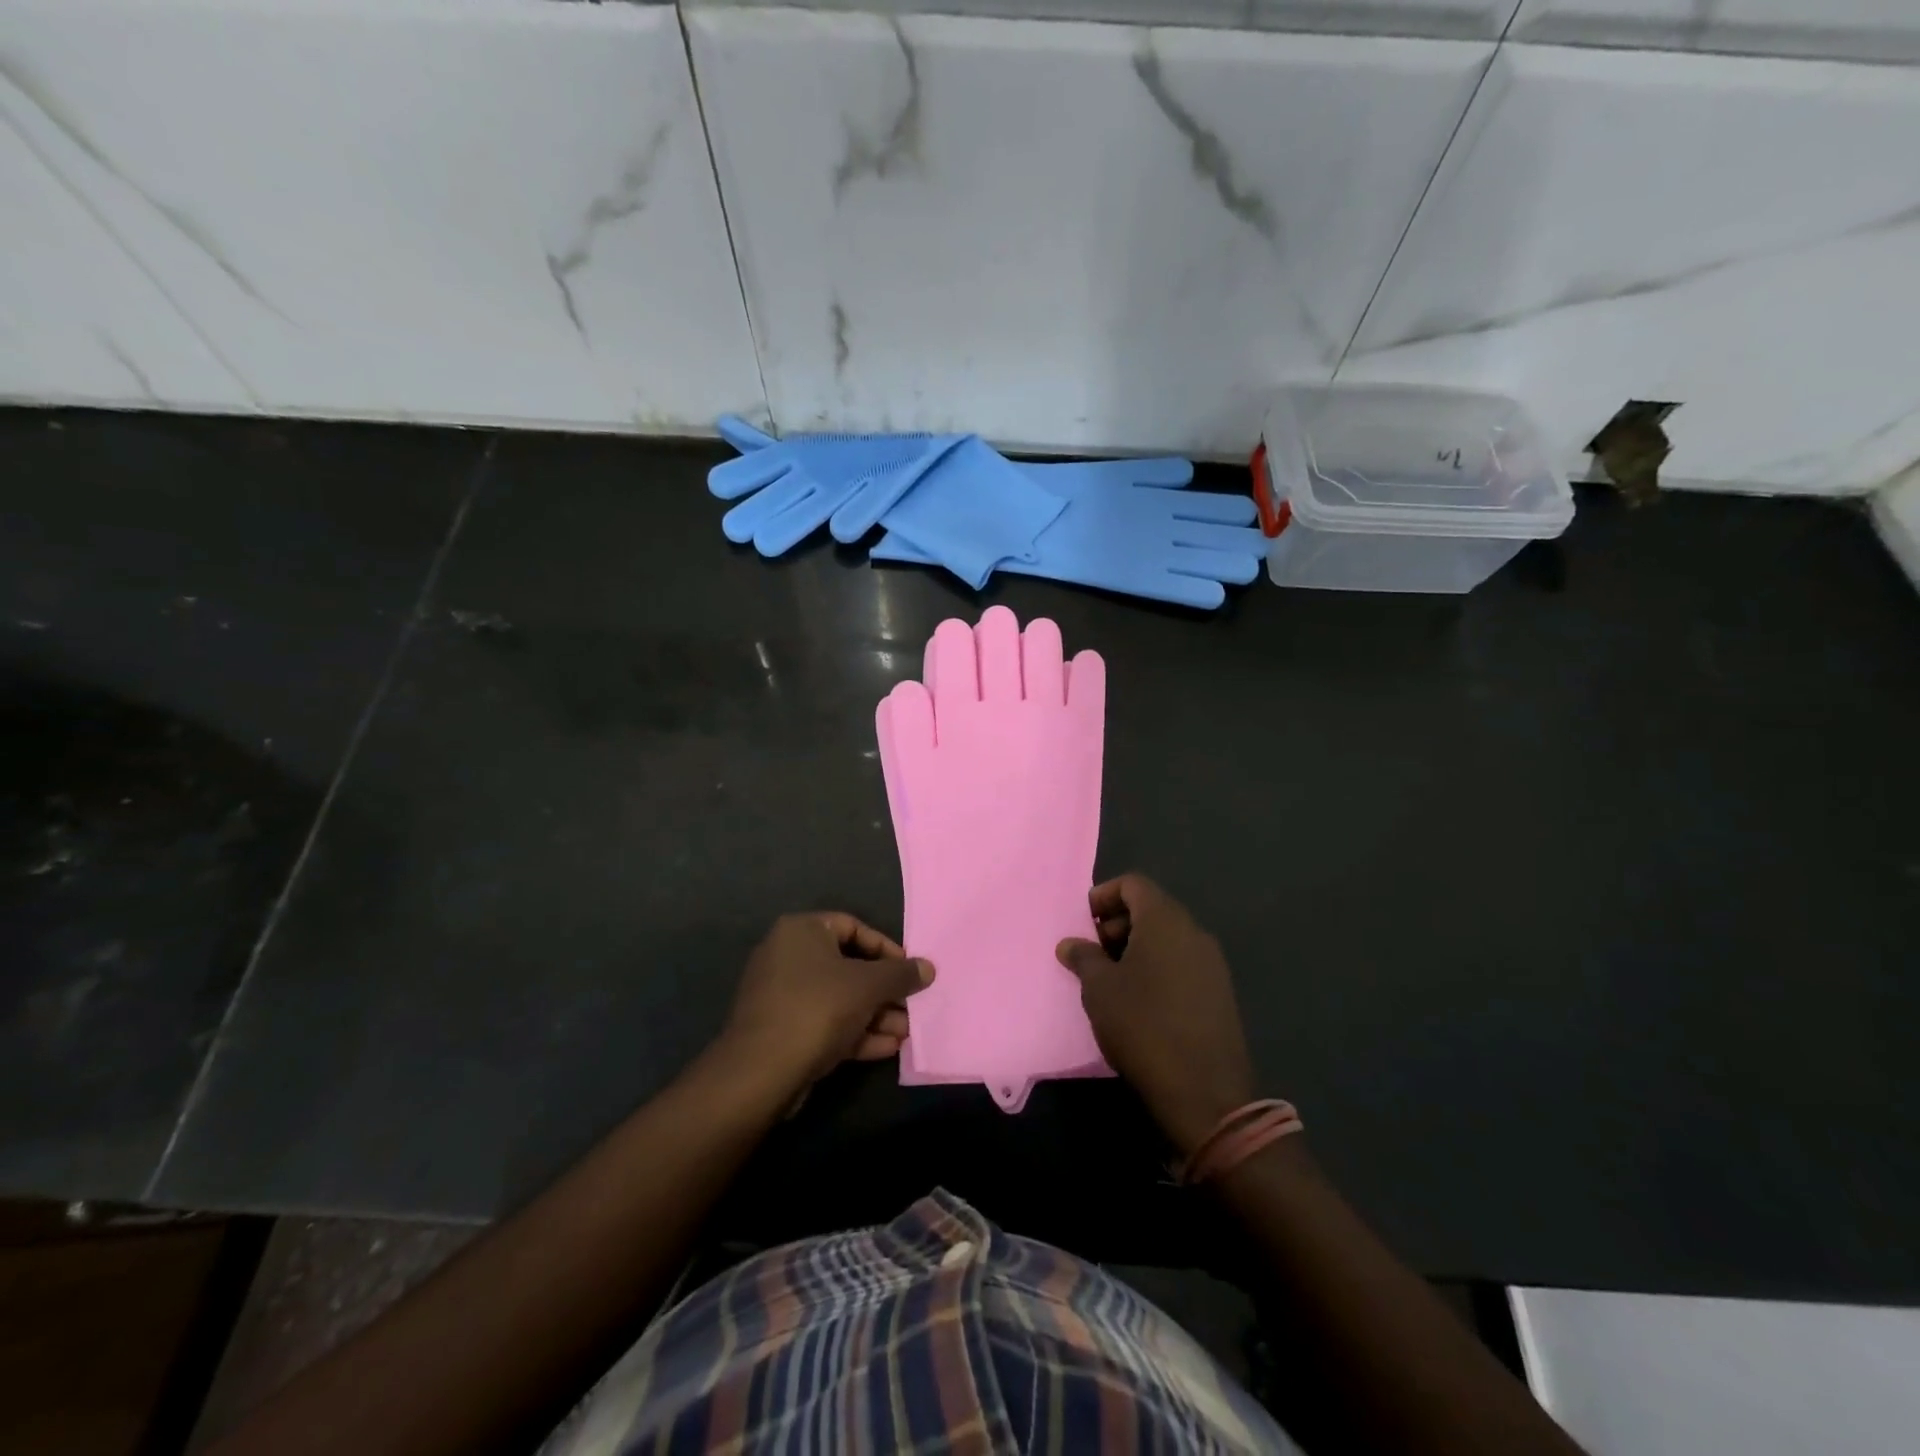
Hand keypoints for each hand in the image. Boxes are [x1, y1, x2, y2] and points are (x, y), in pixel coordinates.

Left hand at [721, 912, 932, 1094]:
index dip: (886, 948)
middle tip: (911, 1006)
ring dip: (875, 1014)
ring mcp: (781, 996)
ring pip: (839, 999)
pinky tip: (887, 1048)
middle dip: (884, 990)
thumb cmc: (818, 1008)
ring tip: (906, 1032)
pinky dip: (855, 1032)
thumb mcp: (868, 985)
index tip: (908, 970)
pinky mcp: (781, 1030)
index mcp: (801, 931)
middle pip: (848, 966)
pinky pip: (825, 1022)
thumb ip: (901, 974)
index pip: (853, 926)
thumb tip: (927, 968)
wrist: (761, 1071)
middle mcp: (787, 956)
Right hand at [1056, 875, 1254, 1152]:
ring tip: (1110, 981)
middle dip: (1116, 925)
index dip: (1103, 896)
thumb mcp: (1099, 989)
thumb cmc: (1143, 1025)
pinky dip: (1157, 969)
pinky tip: (1139, 1003)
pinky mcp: (1220, 993)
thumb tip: (1071, 944)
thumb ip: (1083, 957)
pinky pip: (1182, 964)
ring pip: (1167, 939)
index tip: (1083, 923)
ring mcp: (1212, 964)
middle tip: (1091, 954)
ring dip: (1135, 949)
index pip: (1133, 884)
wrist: (1205, 1092)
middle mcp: (1194, 932)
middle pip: (1151, 909)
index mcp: (1165, 920)